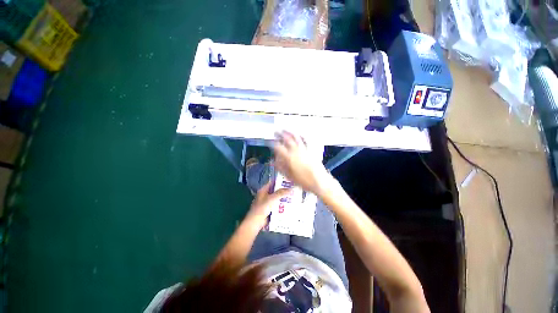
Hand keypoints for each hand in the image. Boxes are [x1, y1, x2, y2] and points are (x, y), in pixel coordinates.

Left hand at [245, 181, 289, 229]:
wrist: (256, 222)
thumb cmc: (262, 208)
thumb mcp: (272, 198)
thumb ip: (281, 193)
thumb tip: (291, 189)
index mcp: (263, 190)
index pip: (272, 183)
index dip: (279, 181)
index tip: (288, 181)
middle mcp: (264, 195)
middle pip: (275, 191)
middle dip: (283, 191)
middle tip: (293, 190)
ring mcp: (266, 203)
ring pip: (276, 199)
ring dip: (283, 199)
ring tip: (293, 197)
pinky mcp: (269, 210)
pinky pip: (276, 206)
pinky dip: (281, 205)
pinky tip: (289, 206)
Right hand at [273, 131, 333, 194]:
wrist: (319, 181)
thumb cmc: (303, 181)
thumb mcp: (289, 176)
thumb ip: (280, 167)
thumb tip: (274, 162)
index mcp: (289, 157)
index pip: (278, 147)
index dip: (273, 144)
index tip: (270, 142)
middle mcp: (296, 151)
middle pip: (286, 139)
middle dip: (280, 134)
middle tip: (276, 132)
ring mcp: (304, 149)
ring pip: (295, 137)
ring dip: (289, 132)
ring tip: (285, 130)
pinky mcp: (311, 149)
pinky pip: (305, 140)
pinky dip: (301, 136)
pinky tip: (299, 134)